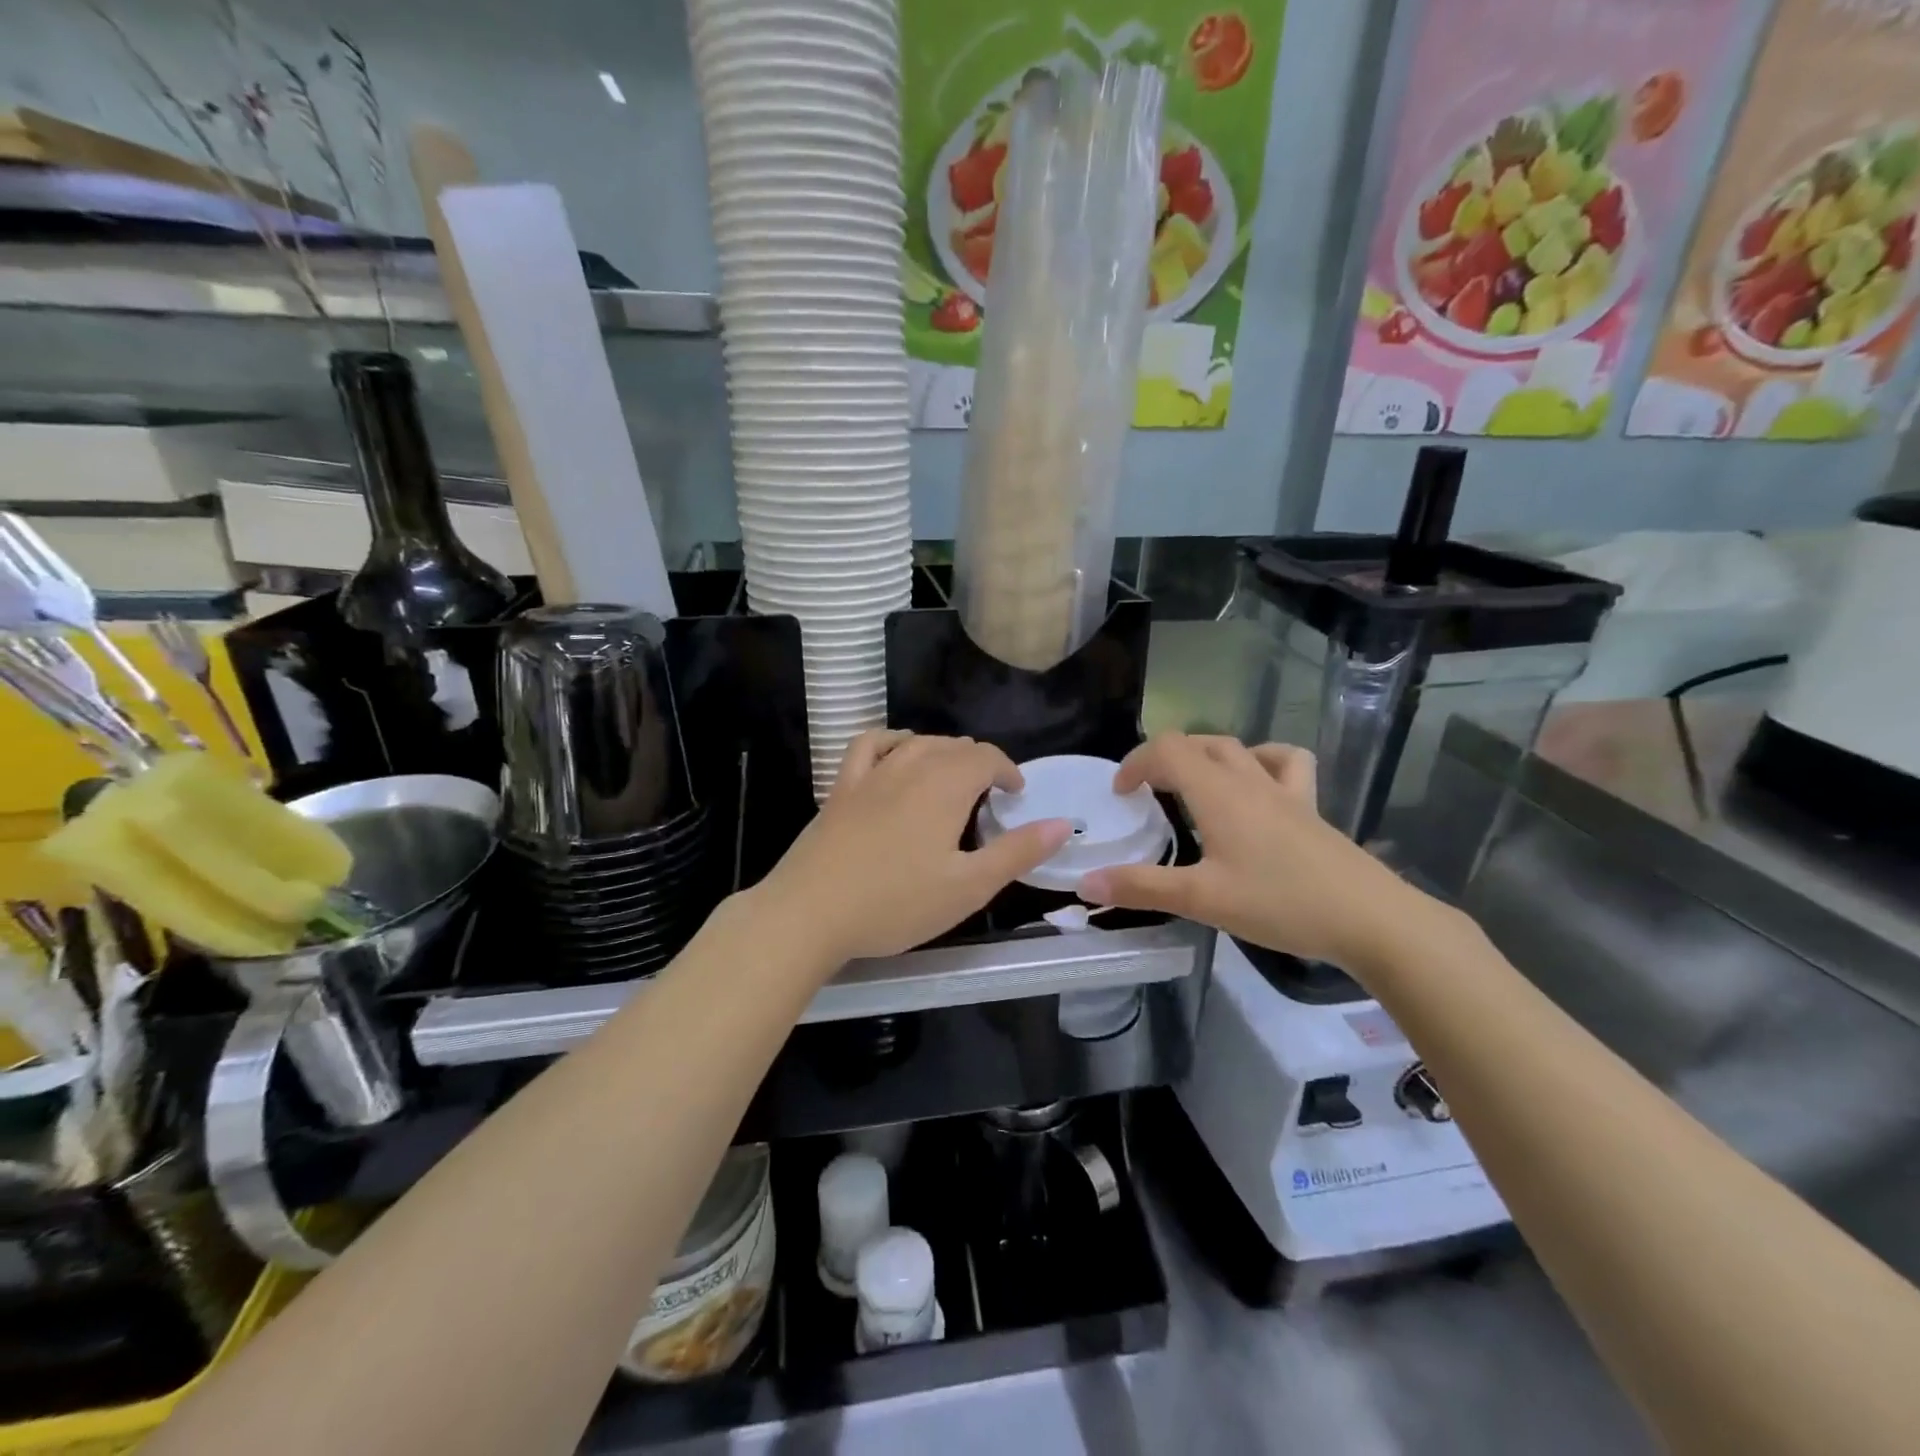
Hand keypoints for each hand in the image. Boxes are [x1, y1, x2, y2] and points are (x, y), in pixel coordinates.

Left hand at [750, 731, 1071, 967]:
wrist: (811, 912)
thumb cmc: (896, 903)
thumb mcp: (969, 886)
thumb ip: (1017, 852)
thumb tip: (1063, 824)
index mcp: (946, 786)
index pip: (987, 757)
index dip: (1008, 771)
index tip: (1016, 795)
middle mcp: (910, 766)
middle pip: (954, 747)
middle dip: (979, 764)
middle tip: (989, 799)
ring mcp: (871, 774)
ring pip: (917, 743)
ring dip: (943, 752)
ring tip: (952, 777)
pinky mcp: (841, 788)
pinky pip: (870, 745)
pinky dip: (892, 741)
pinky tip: (897, 753)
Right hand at [1077, 733, 1429, 970]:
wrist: (1371, 919)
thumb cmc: (1280, 903)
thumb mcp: (1202, 899)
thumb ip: (1142, 888)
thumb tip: (1086, 883)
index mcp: (1218, 793)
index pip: (1167, 750)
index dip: (1135, 762)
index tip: (1120, 796)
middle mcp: (1249, 781)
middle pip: (1200, 744)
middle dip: (1165, 759)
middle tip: (1147, 794)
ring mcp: (1286, 792)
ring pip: (1240, 748)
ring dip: (1208, 755)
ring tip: (1194, 783)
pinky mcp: (1311, 808)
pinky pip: (1286, 764)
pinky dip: (1263, 761)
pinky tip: (1257, 786)